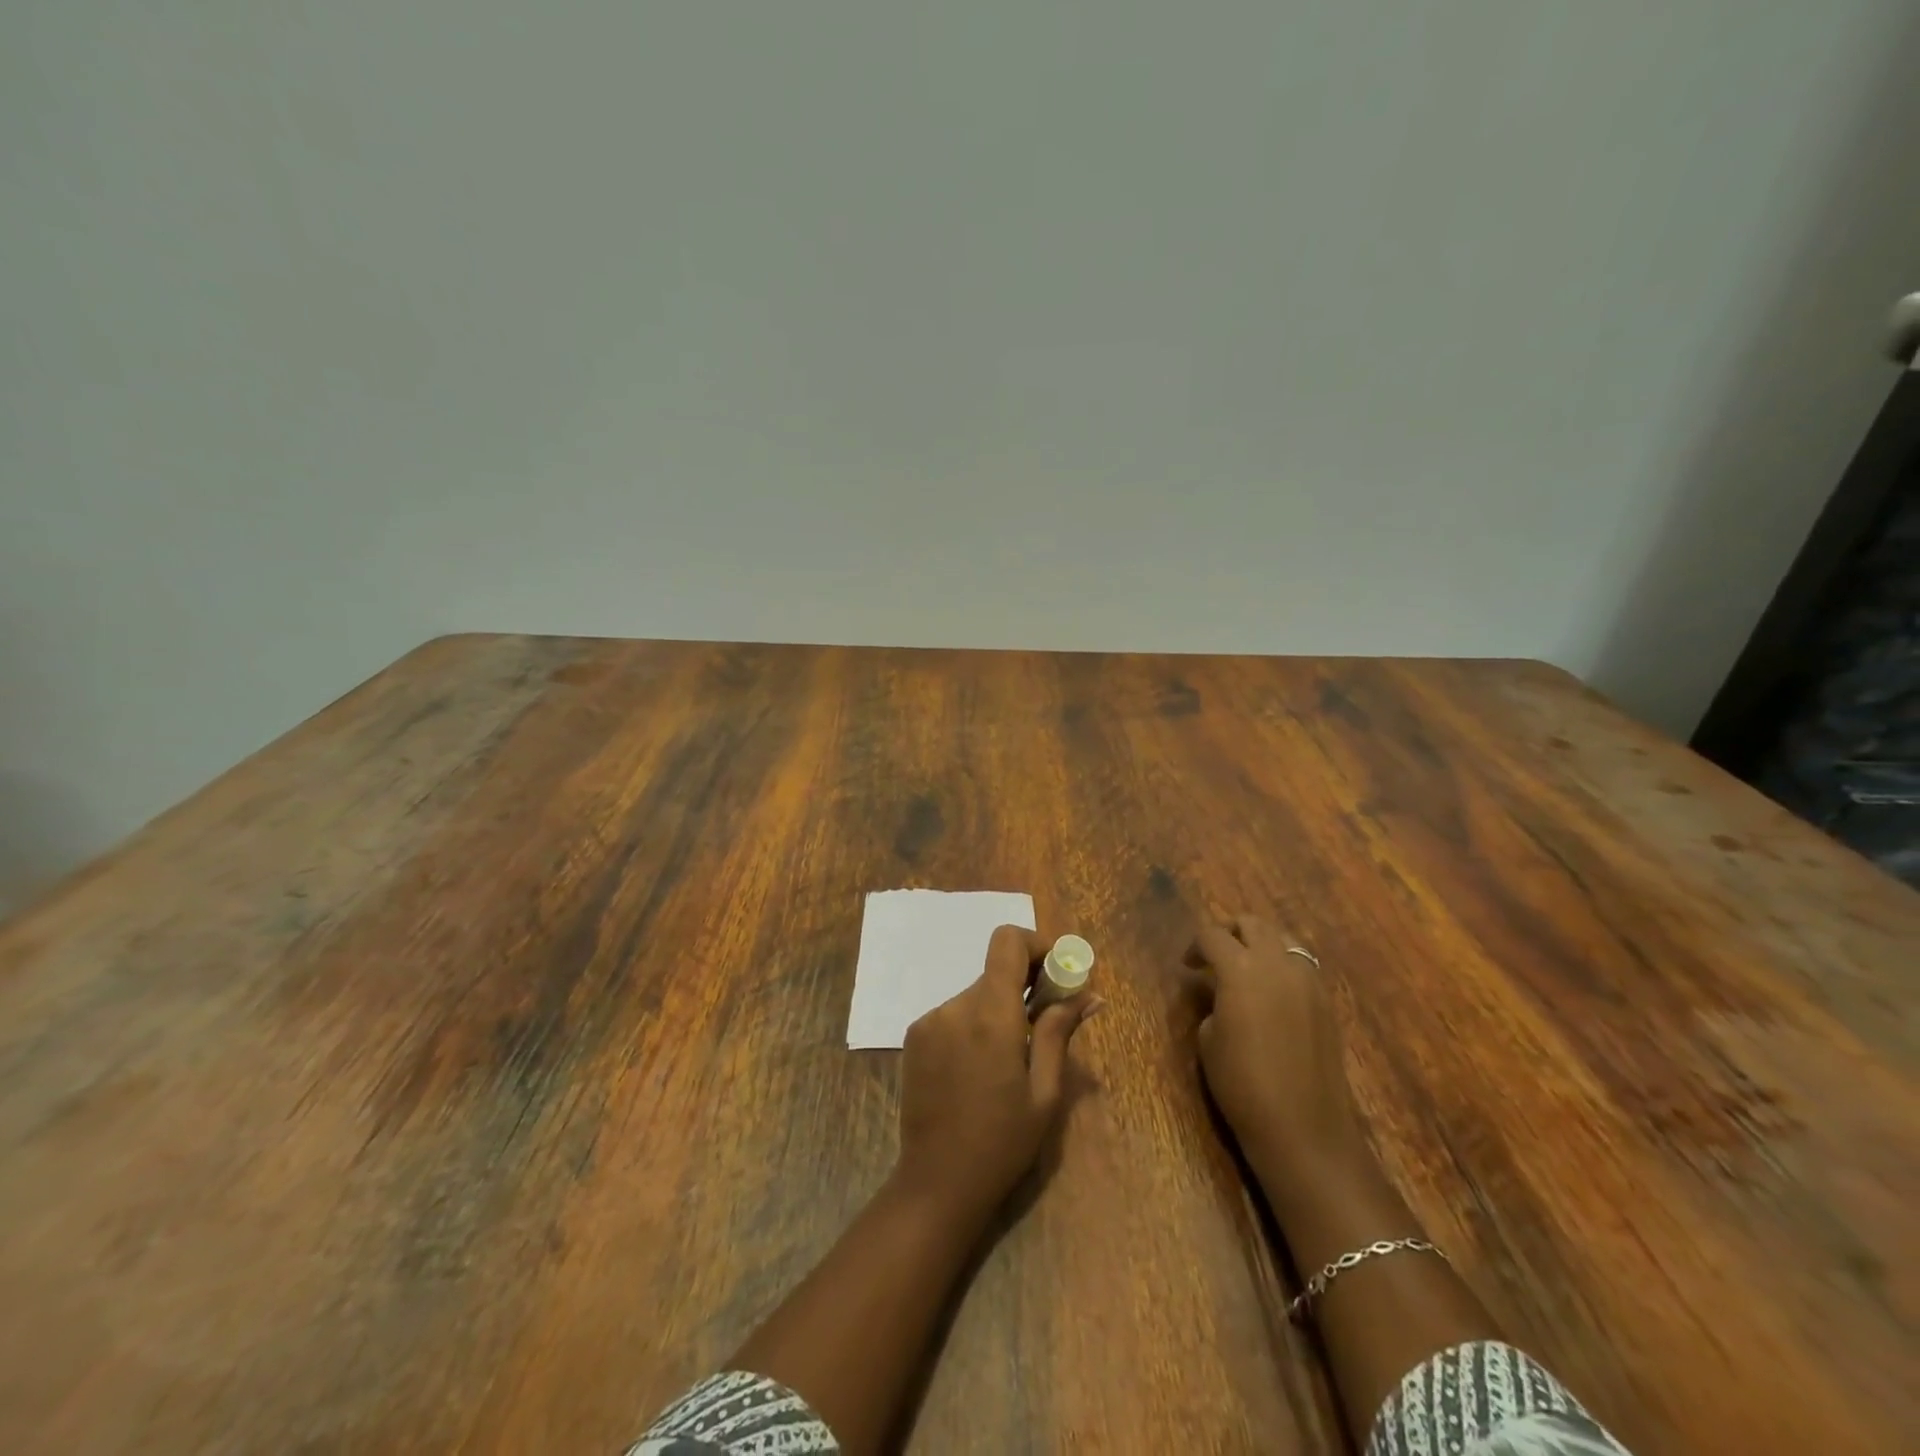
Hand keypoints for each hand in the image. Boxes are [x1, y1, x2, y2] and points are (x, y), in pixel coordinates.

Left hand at [895, 925, 1098, 1220]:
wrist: (936, 1182)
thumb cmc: (1002, 1142)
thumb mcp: (1044, 1092)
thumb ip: (1060, 1032)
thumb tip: (1089, 993)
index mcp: (991, 1015)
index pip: (1007, 941)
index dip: (1036, 945)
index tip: (1056, 975)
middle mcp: (955, 1006)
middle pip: (995, 972)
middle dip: (1024, 987)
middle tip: (1045, 1025)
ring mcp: (929, 1020)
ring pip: (976, 995)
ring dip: (998, 1011)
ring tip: (1009, 1061)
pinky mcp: (914, 1036)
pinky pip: (954, 1014)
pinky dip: (974, 1026)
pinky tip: (979, 1070)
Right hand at [1185, 915, 1365, 1194]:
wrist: (1304, 1129)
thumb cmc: (1243, 1085)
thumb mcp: (1209, 1040)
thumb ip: (1212, 1001)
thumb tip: (1218, 991)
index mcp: (1241, 969)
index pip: (1212, 935)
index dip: (1195, 946)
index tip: (1188, 966)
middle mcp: (1277, 963)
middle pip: (1252, 924)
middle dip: (1230, 932)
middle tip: (1215, 958)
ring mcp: (1308, 980)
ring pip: (1282, 939)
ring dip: (1260, 944)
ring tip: (1245, 972)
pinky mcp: (1326, 1001)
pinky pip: (1301, 965)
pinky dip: (1283, 966)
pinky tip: (1271, 995)